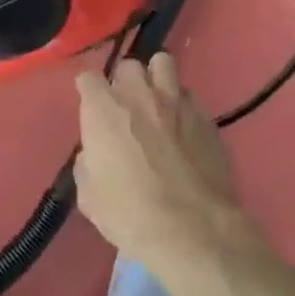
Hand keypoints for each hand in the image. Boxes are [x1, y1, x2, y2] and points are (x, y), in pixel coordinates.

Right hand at [74, 55, 254, 279]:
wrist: (193, 230)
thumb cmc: (131, 214)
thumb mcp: (90, 197)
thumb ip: (87, 165)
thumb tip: (93, 155)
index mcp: (103, 109)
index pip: (88, 78)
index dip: (89, 92)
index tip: (91, 109)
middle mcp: (139, 94)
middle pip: (128, 66)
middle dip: (125, 82)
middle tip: (127, 108)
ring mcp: (176, 102)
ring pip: (163, 64)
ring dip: (157, 79)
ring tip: (158, 103)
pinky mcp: (207, 119)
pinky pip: (191, 98)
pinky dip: (184, 107)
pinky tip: (185, 130)